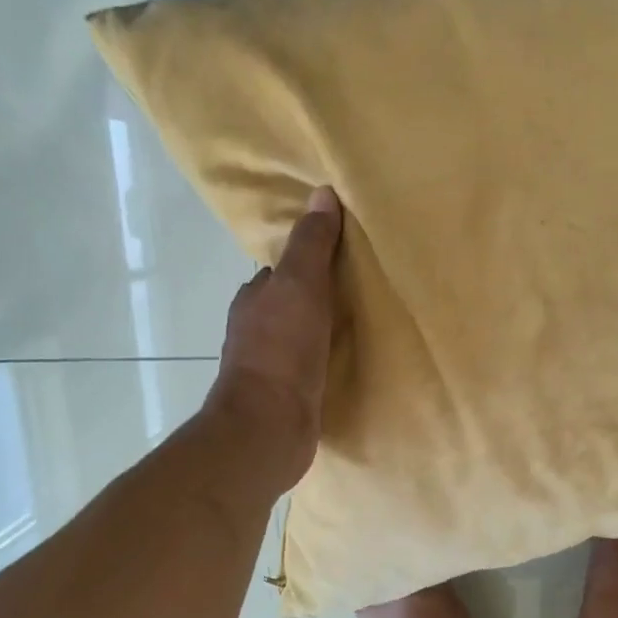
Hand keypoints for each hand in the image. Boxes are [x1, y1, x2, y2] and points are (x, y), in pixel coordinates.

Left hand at [206, 185, 343, 490]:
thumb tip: (322, 192)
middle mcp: (255, 330)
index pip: (281, 271)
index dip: (308, 262)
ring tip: (363, 329)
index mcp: (255, 299)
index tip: (342, 260)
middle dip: (317, 299)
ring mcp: (269, 367)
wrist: (269, 425)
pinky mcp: (286, 398)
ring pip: (300, 338)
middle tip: (361, 294)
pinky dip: (326, 363)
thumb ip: (311, 244)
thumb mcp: (300, 284)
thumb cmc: (282, 349)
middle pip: (291, 304)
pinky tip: (348, 366)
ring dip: (323, 332)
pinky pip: (310, 369)